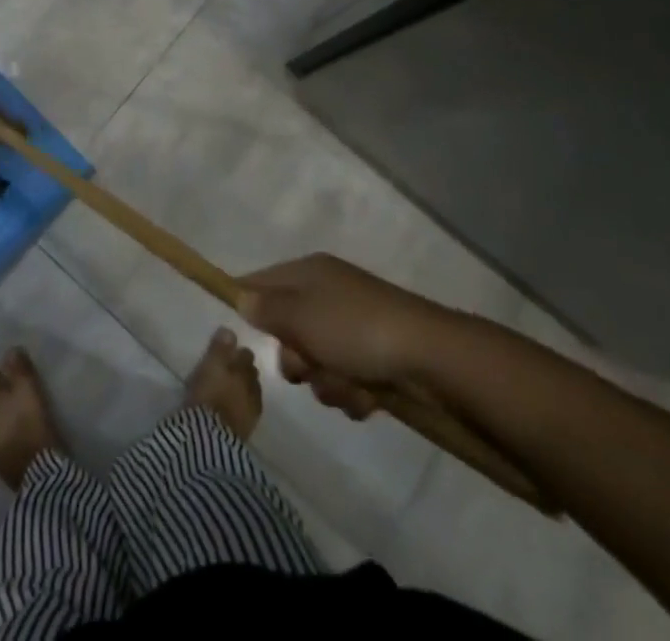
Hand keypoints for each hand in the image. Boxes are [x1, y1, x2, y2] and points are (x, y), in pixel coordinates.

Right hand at [238, 253, 457, 419]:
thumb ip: (265, 308)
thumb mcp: (299, 315)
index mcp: (309, 273)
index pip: (262, 281)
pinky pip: (345, 381)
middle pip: (288, 331)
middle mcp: (328, 295)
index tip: (240, 330)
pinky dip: (352, 393)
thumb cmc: (354, 329)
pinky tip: (367, 396)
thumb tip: (241, 297)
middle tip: (307, 365)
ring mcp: (353, 328)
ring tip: (348, 384)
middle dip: (296, 358)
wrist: (430, 358)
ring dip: (326, 382)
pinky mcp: (375, 359)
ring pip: (317, 363)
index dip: (247, 302)